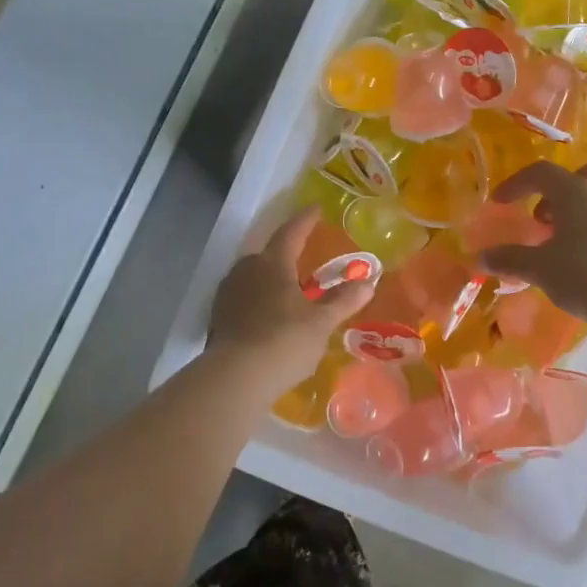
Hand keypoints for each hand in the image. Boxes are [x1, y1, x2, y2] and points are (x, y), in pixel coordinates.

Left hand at [208, 207, 374, 389]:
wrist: (234, 378)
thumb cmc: (284, 341)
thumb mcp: (321, 323)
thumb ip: (343, 301)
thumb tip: (368, 282)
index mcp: (272, 263)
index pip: (291, 232)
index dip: (305, 220)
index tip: (316, 208)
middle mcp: (246, 270)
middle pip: (268, 254)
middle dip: (287, 254)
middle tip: (305, 259)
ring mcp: (228, 293)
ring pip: (253, 277)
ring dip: (271, 279)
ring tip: (289, 291)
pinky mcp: (218, 317)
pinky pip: (243, 298)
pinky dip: (258, 301)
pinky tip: (269, 317)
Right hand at [479, 161, 586, 322]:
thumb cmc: (585, 274)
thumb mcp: (540, 269)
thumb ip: (510, 259)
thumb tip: (480, 257)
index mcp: (574, 191)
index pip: (540, 173)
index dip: (516, 184)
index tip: (501, 202)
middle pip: (579, 175)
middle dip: (558, 192)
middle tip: (545, 219)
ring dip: (586, 202)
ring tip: (572, 232)